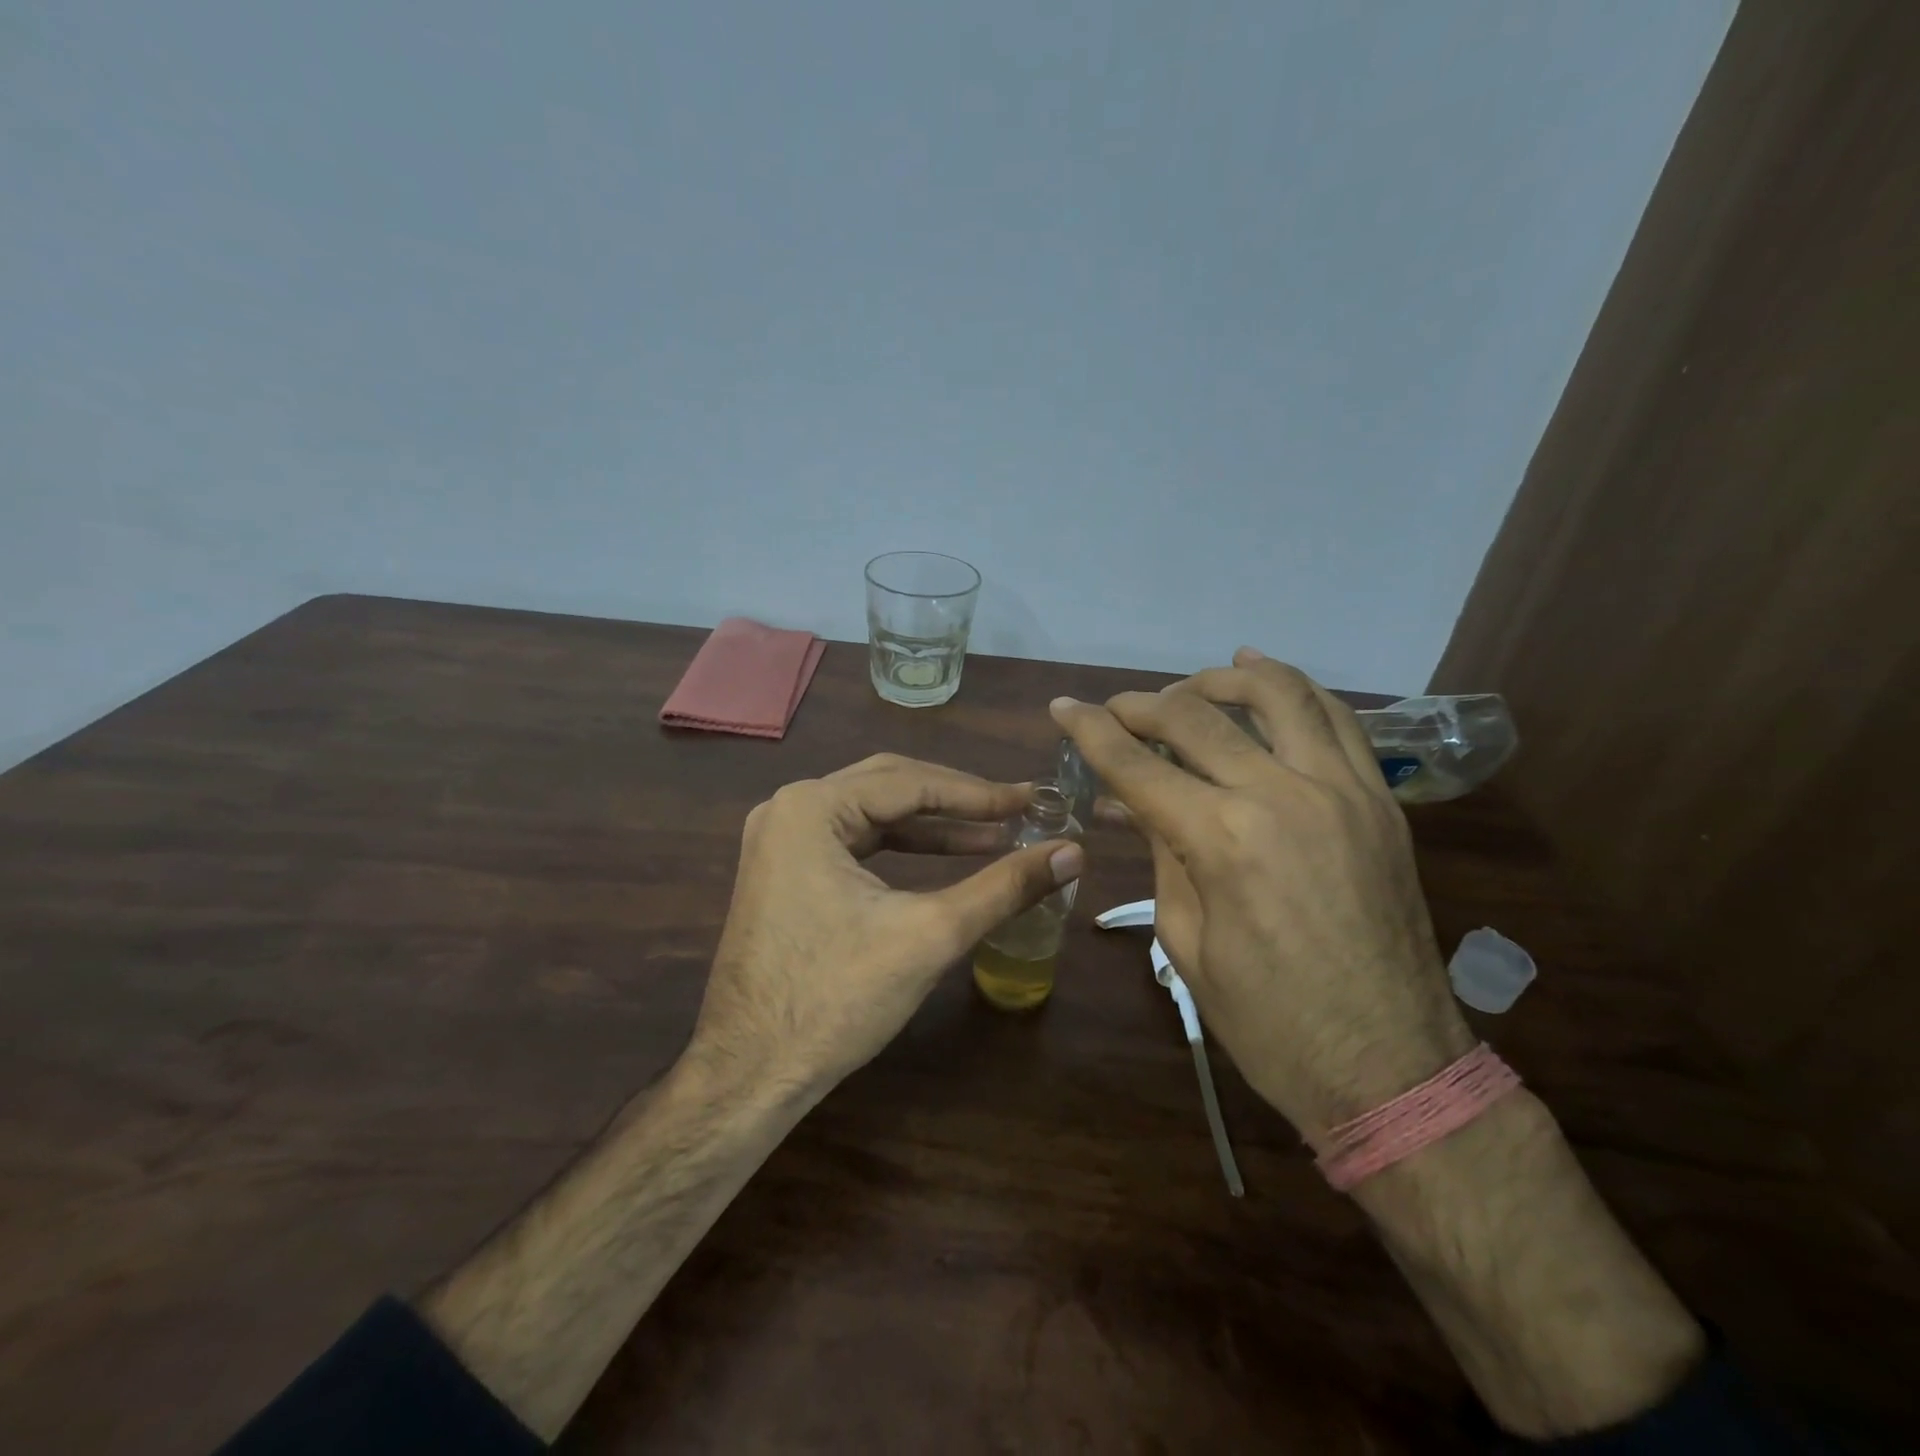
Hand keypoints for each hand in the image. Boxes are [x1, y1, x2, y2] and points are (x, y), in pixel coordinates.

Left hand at [689, 753, 1083, 1097]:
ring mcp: (781, 840)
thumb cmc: (837, 998)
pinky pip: (853, 841)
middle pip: (890, 786)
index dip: (979, 793)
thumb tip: (1074, 853)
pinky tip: (945, 858)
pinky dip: (901, 848)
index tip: (1033, 801)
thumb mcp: (931, 934)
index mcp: (811, 807)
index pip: (911, 782)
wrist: (750, 1074)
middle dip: (956, 801)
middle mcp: (789, 808)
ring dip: (933, 826)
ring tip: (995, 837)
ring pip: (873, 813)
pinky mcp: (785, 871)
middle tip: (1016, 812)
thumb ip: (1004, 886)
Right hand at [1053, 649, 1472, 1136]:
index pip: (1137, 765)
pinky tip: (1266, 679)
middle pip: (1197, 718)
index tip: (1063, 707)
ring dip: (1223, 681)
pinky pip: (1339, 722)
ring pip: (1279, 695)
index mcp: (1223, 839)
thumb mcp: (1187, 941)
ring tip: (1190, 686)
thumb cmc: (1268, 1022)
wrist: (1390, 1066)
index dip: (1091, 731)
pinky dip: (1297, 690)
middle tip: (1114, 708)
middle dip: (1143, 705)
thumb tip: (1139, 803)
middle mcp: (1283, 794)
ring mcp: (1343, 790)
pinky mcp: (1381, 801)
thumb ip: (1164, 853)